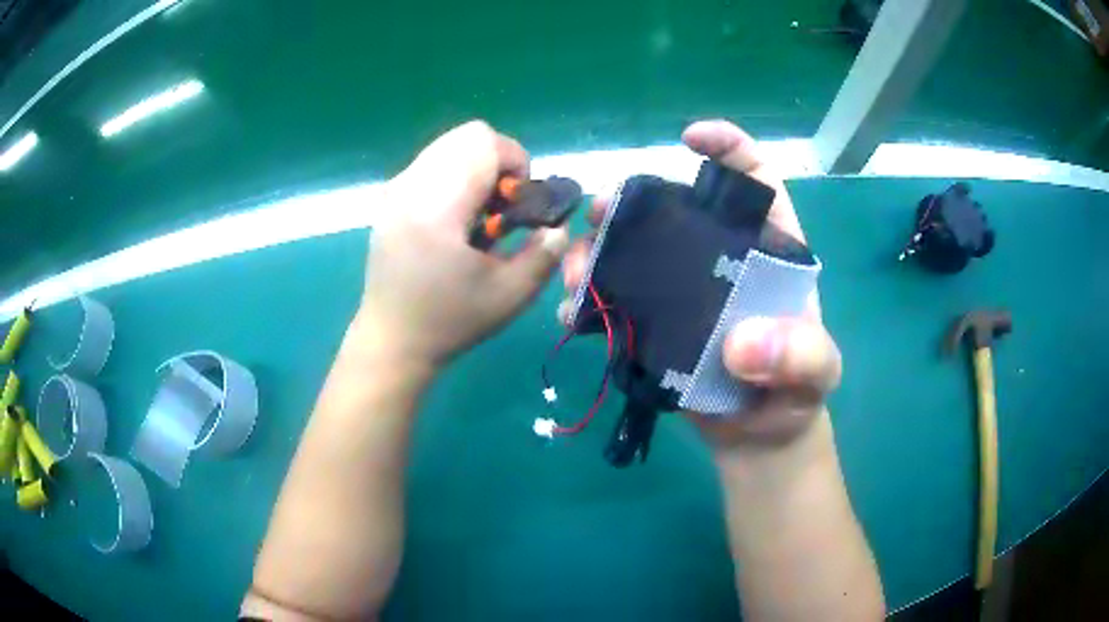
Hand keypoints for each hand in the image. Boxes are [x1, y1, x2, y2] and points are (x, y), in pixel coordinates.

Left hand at [358, 120, 569, 368]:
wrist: (392, 340)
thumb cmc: (450, 322)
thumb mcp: (510, 296)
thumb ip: (544, 254)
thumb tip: (557, 226)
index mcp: (437, 207)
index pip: (484, 143)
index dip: (516, 161)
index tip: (519, 203)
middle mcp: (410, 186)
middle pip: (467, 136)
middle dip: (498, 162)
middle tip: (502, 208)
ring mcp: (395, 190)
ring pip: (449, 146)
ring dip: (476, 169)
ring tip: (479, 215)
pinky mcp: (389, 199)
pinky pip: (432, 164)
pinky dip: (455, 178)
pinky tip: (455, 220)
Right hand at [560, 120, 840, 447]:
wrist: (759, 437)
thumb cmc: (796, 395)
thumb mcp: (815, 373)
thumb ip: (798, 356)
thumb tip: (741, 344)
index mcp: (769, 251)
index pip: (755, 180)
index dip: (728, 149)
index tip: (690, 139)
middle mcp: (720, 260)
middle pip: (674, 210)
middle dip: (633, 201)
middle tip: (600, 212)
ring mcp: (682, 292)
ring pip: (634, 252)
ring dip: (598, 250)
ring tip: (576, 272)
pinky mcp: (654, 325)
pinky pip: (617, 300)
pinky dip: (591, 299)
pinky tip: (575, 311)